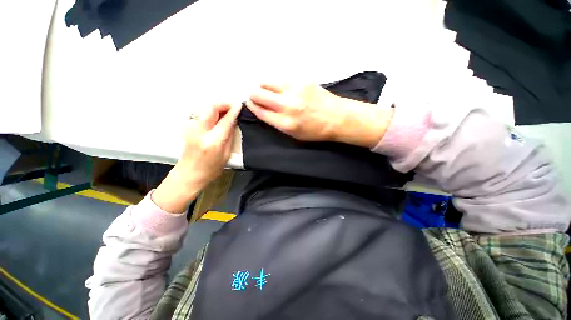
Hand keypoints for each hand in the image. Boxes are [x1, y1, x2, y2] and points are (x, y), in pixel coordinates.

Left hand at [152, 103, 240, 213]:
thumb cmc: (210, 169)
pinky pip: (202, 114)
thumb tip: (233, 122)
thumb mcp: (226, 154)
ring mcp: (192, 128)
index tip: (239, 105)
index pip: (225, 120)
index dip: (234, 111)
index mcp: (213, 141)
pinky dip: (212, 112)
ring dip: (218, 107)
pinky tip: (218, 118)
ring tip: (227, 112)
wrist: (189, 174)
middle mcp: (200, 131)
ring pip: (206, 108)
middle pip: (212, 107)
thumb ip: (229, 136)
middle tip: (233, 106)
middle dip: (224, 103)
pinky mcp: (189, 127)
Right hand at [246, 83, 392, 147]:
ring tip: (268, 92)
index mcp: (285, 123)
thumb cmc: (315, 131)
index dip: (252, 106)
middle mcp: (287, 105)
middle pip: (258, 93)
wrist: (337, 118)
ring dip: (263, 87)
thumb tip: (263, 111)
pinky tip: (282, 89)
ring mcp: (294, 90)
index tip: (250, 104)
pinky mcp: (302, 80)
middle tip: (257, 97)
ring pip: (266, 82)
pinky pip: (281, 79)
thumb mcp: (294, 135)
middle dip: (253, 95)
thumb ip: (277, 123)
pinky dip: (277, 84)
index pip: (259, 110)